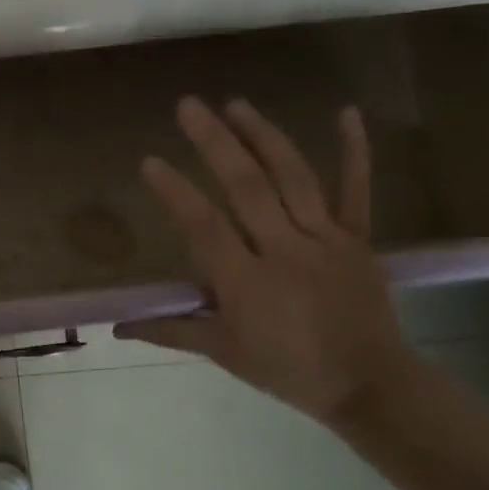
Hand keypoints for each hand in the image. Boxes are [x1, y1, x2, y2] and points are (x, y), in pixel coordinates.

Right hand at [115, 98, 416, 425]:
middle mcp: (285, 251)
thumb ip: (171, 331)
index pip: (204, 227)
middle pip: (247, 187)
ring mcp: (325, 240)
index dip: (176, 192)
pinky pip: (356, 191)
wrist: (370, 385)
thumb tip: (117, 326)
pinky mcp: (357, 239)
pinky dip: (355, 151)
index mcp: (247, 282)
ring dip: (263, 136)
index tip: (150, 161)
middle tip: (189, 105)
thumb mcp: (224, 354)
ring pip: (294, 178)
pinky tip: (345, 112)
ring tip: (235, 104)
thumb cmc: (288, 370)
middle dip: (215, 142)